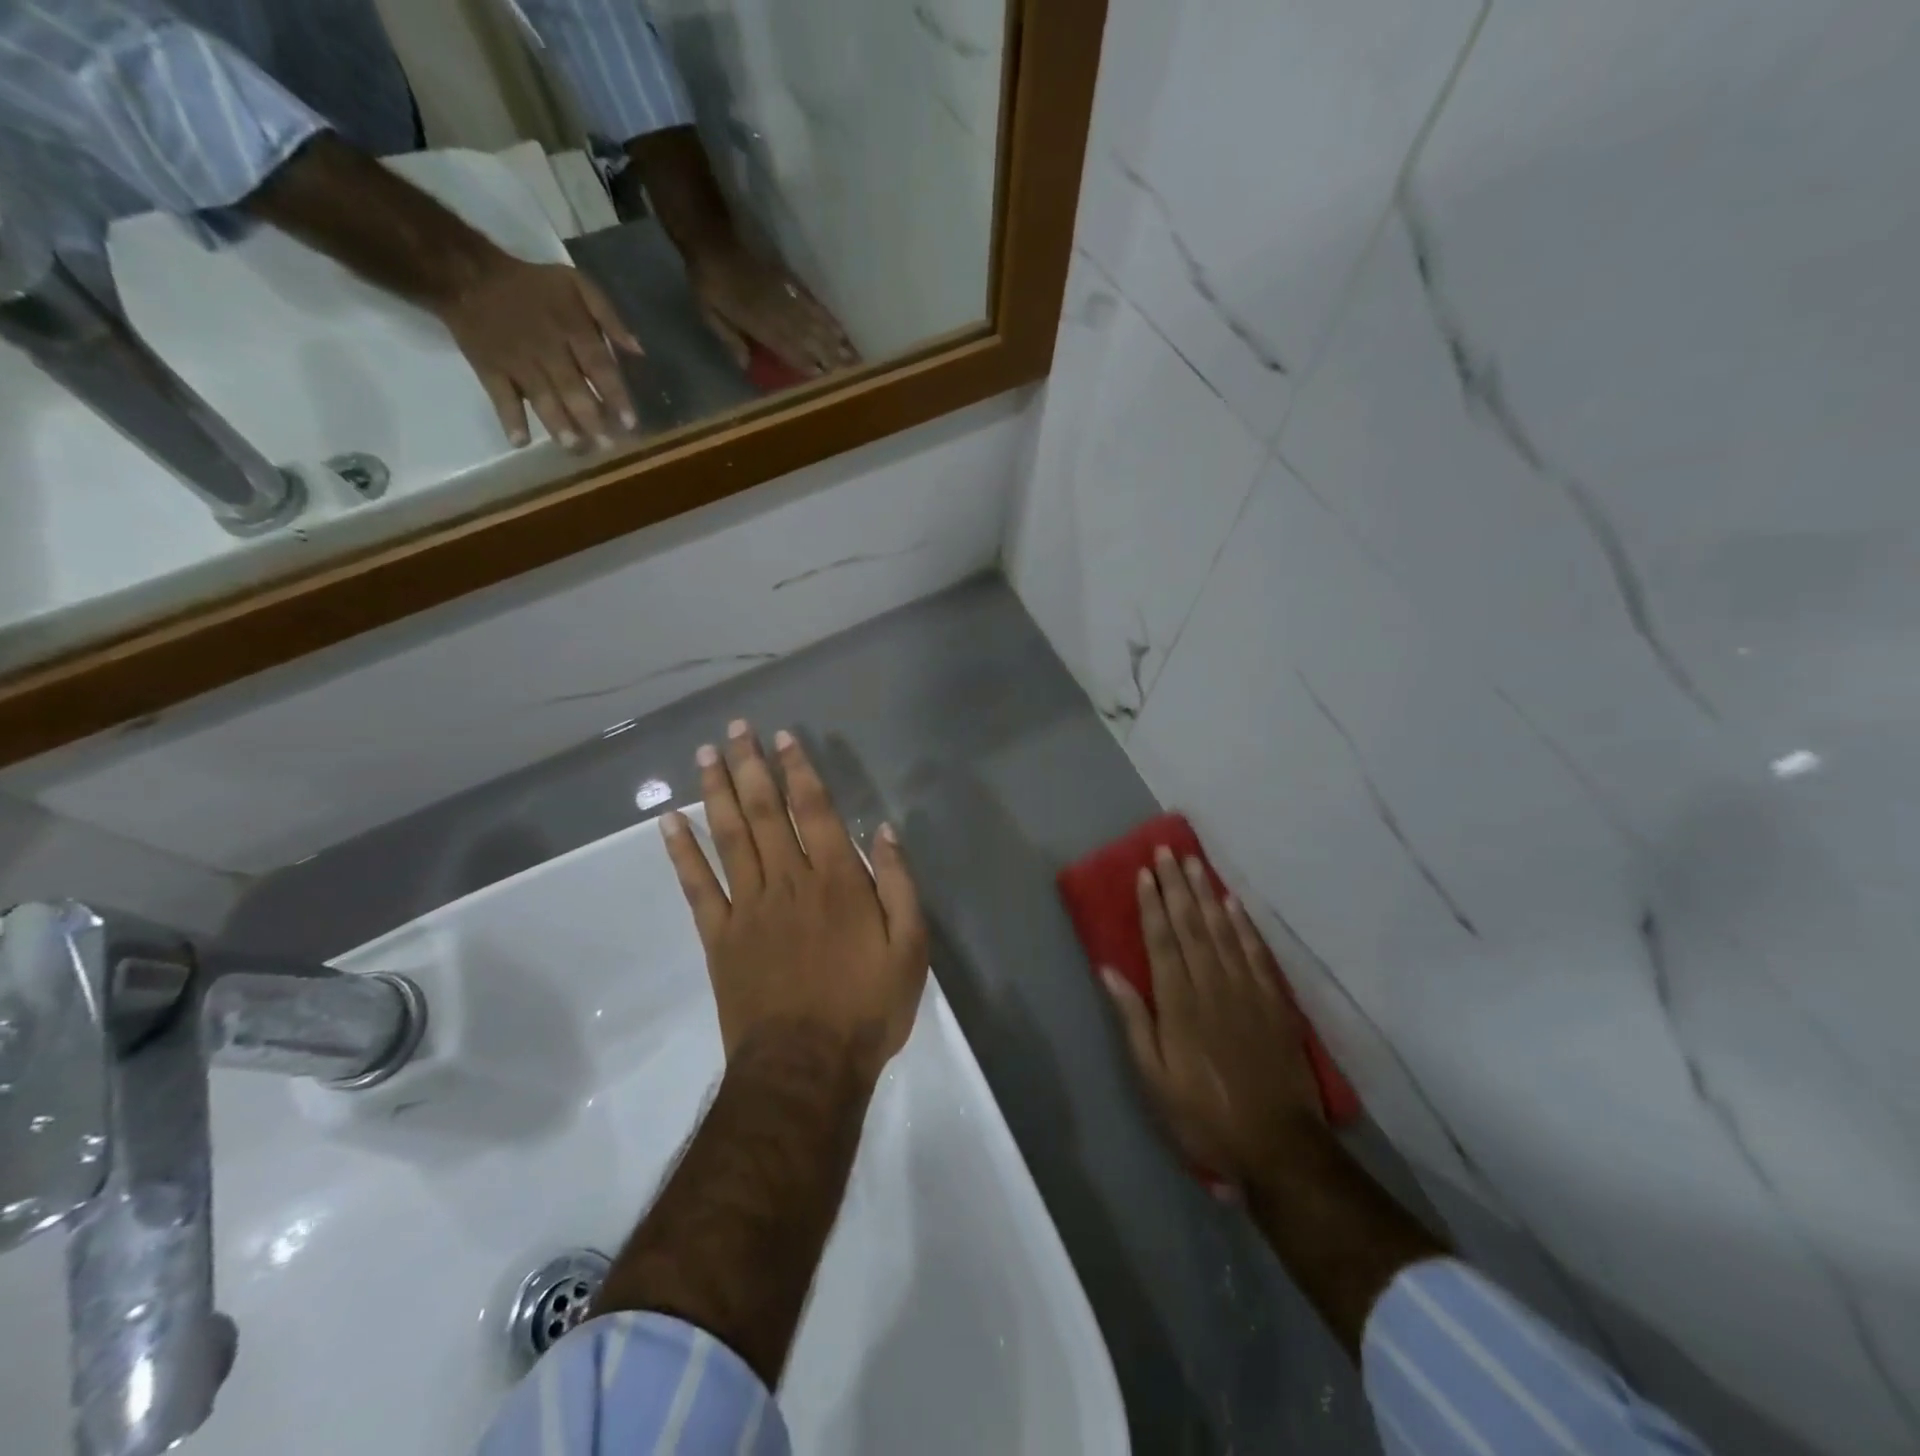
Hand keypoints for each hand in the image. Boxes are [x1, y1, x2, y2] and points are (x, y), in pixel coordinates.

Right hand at [433, 254, 642, 451]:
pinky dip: (509, 418)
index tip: (630, 423)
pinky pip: (499, 396)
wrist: (467, 274)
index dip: (615, 396)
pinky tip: (520, 441)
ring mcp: (517, 361)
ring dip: (558, 425)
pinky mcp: (489, 368)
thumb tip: (640, 352)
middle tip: (607, 446)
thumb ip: (609, 316)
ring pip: (541, 397)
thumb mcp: (576, 284)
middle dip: (591, 419)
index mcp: (571, 327)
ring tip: (574, 447)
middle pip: (572, 388)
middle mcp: (546, 348)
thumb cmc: (533, 285)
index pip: (599, 366)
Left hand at [661, 720, 926, 1082]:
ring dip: (717, 792)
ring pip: (730, 836)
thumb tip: (884, 831)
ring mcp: (749, 906)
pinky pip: (697, 886)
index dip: (799, 770)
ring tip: (705, 756)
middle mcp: (789, 881)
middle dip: (751, 766)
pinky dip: (682, 852)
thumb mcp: (911, 948)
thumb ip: (898, 885)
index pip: (815, 810)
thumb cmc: (867, 1008)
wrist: (806, 1068)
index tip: (783, 738)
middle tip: (735, 729)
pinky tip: (669, 821)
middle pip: (765, 812)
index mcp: (837, 880)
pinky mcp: (720, 936)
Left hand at [688, 243, 858, 378]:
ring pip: (812, 321)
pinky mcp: (787, 282)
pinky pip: (810, 301)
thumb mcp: (708, 313)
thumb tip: (746, 364)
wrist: (712, 239)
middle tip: (848, 370)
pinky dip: (826, 316)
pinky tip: (839, 327)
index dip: (803, 362)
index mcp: (755, 321)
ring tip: (850, 353)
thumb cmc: (707, 282)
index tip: (821, 376)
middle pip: (805, 336)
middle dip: (827, 354)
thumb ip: (729, 339)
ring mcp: (783, 294)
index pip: (784, 346)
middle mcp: (774, 310)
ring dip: (833, 339)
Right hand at [1104, 848, 1322, 1186]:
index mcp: (1178, 1004)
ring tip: (1195, 863)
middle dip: (1177, 886)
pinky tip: (1234, 904)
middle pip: (1191, 926)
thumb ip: (1133, 1020)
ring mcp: (1247, 992)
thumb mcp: (1154, 1078)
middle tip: (1167, 851)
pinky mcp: (1274, 1003)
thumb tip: (1109, 970)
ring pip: (1224, 931)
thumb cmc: (1203, 1114)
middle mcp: (1212, 986)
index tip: (1144, 873)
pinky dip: (1245, 926)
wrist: (1278, 1147)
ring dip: (1207, 894)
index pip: (1162, 942)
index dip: (1151, 905)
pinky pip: (1257, 954)